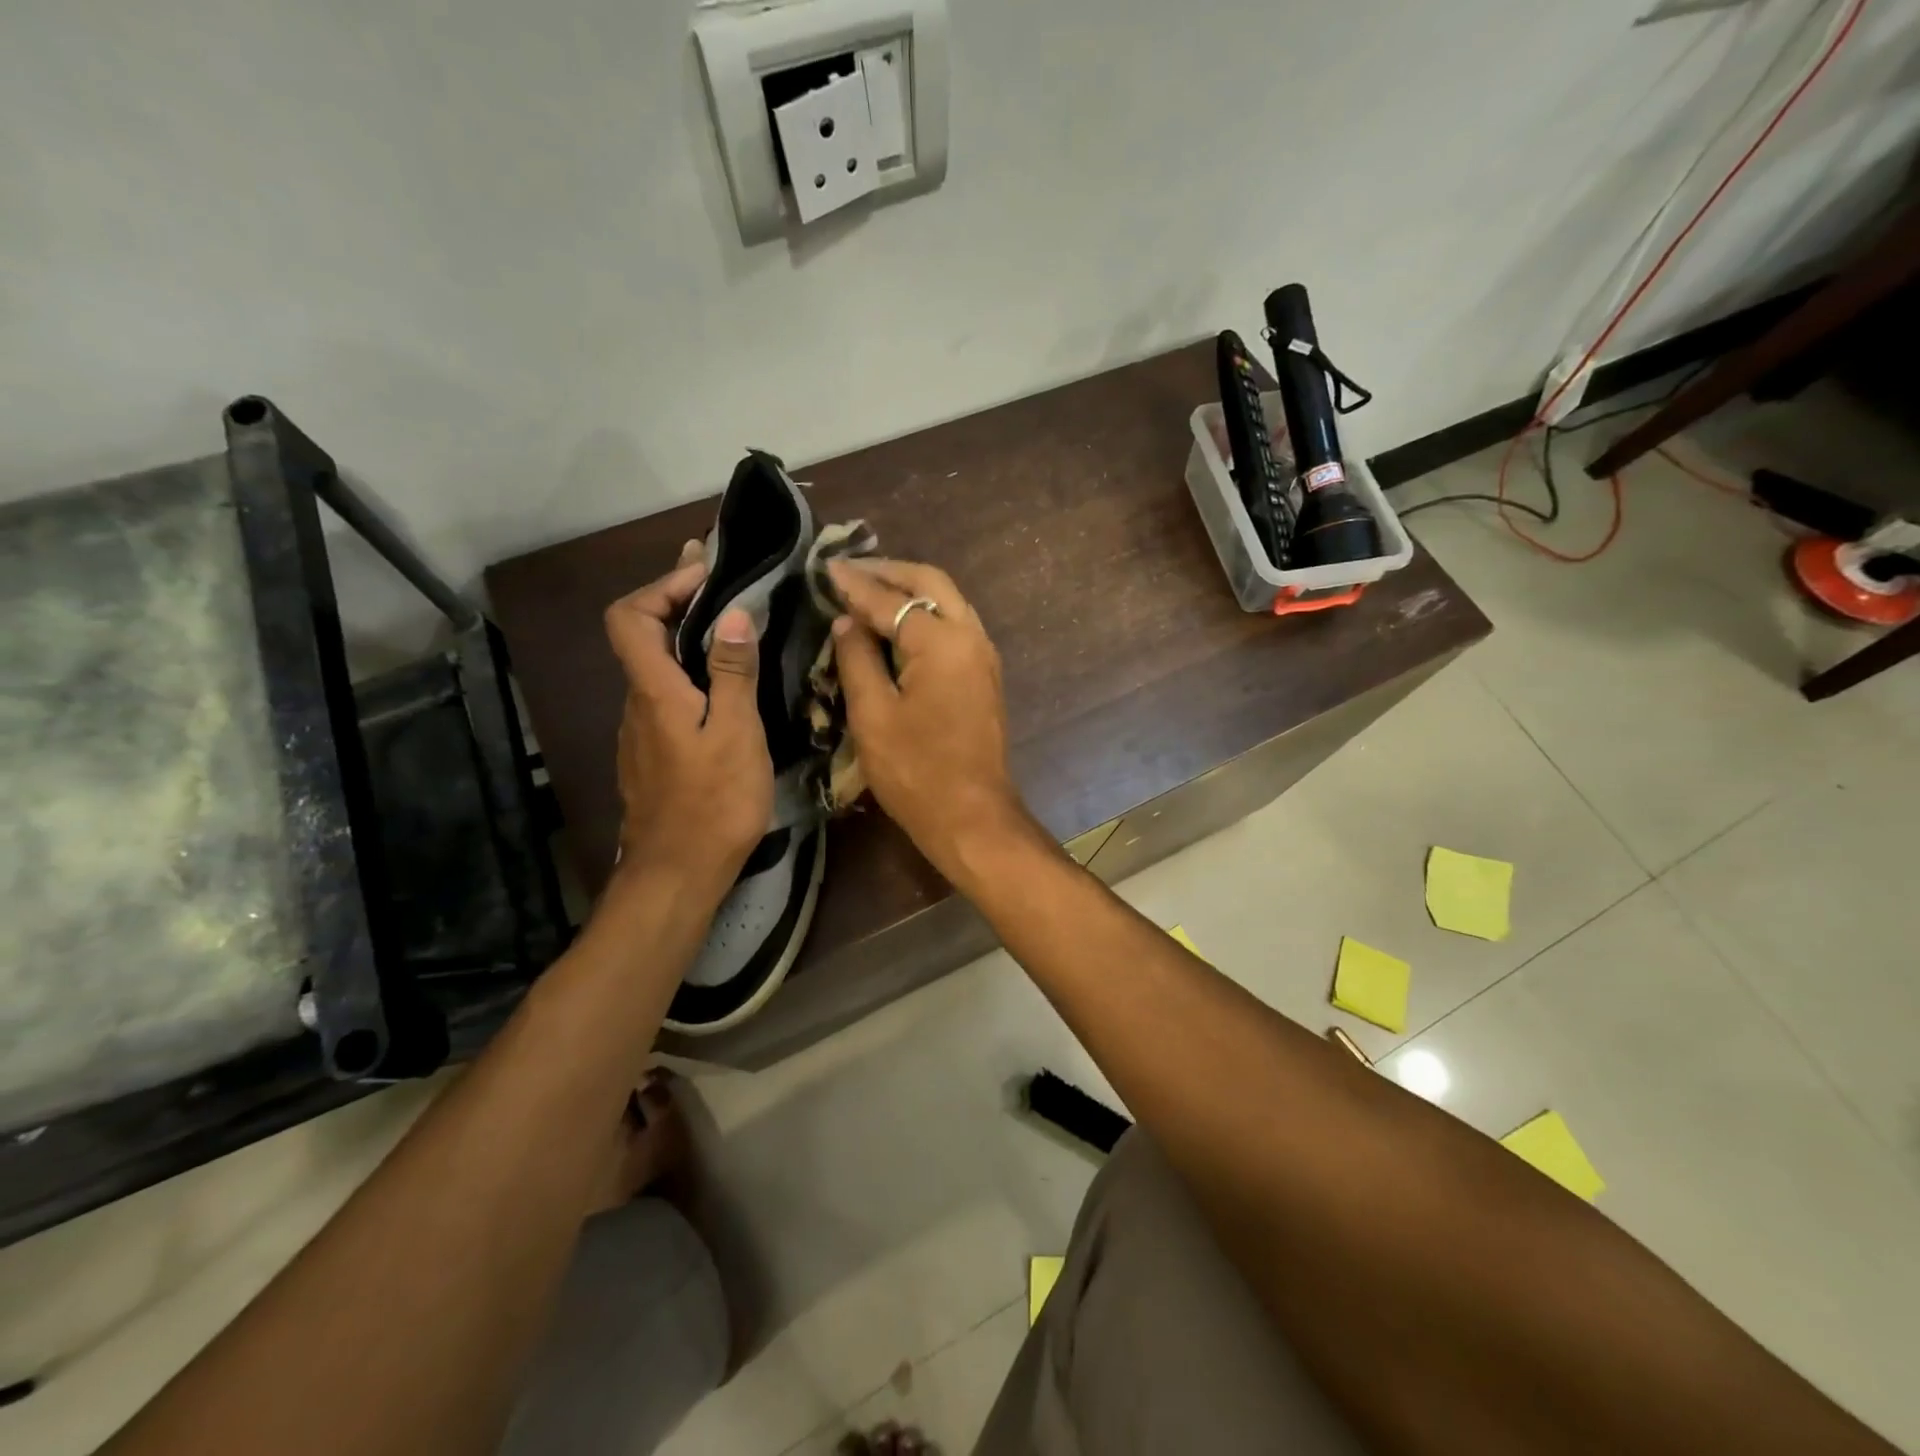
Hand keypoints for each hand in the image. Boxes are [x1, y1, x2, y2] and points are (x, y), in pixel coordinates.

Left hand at [604, 542, 771, 895]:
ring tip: (736, 634)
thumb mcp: (736, 733)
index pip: (630, 616)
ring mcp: (641, 734)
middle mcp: (637, 704)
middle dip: (680, 604)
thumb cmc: (714, 802)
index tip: (706, 574)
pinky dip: (692, 677)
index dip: (662, 585)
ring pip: (658, 671)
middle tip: (727, 589)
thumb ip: (733, 673)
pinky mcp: (653, 757)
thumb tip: (732, 614)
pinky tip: (727, 693)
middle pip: (642, 637)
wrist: (678, 874)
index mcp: (654, 691)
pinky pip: (668, 699)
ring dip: (688, 642)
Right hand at [827, 558, 1033, 882]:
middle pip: (931, 583)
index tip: (825, 568)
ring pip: (948, 601)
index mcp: (941, 641)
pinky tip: (897, 625)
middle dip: (890, 572)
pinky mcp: (984, 676)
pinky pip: (954, 626)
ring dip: (910, 590)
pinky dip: (926, 614)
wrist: (972, 816)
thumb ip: (858, 659)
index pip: (889, 600)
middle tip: (850, 570)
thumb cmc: (916, 771)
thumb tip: (847, 621)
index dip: (854, 584)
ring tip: (869, 589)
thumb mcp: (873, 715)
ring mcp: (983, 656)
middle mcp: (971, 636)